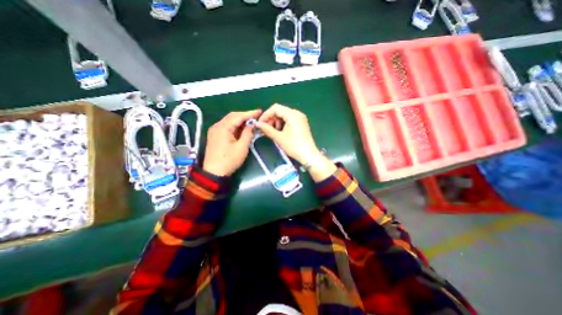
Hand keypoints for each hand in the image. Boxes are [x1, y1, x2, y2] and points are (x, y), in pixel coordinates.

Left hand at [203, 110, 262, 174]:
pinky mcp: (215, 136)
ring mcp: (215, 131)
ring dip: (240, 121)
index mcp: (223, 128)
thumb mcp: (242, 147)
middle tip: (256, 116)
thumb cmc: (229, 160)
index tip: (259, 111)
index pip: (238, 116)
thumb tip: (251, 125)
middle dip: (245, 116)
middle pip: (232, 116)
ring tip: (251, 121)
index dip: (249, 113)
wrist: (214, 173)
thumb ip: (247, 134)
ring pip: (229, 121)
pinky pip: (226, 127)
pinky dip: (235, 126)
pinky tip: (242, 128)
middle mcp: (217, 126)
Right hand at [257, 104, 320, 166]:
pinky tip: (279, 132)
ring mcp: (300, 119)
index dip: (266, 115)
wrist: (308, 155)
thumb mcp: (279, 137)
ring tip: (272, 132)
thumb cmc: (294, 146)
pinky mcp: (301, 124)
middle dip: (271, 119)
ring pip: (284, 116)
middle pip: (280, 111)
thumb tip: (257, 124)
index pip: (275, 108)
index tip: (260, 124)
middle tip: (265, 129)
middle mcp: (297, 114)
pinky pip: (289, 120)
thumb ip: (267, 129)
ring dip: (276, 123)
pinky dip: (282, 125)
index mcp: (292, 114)